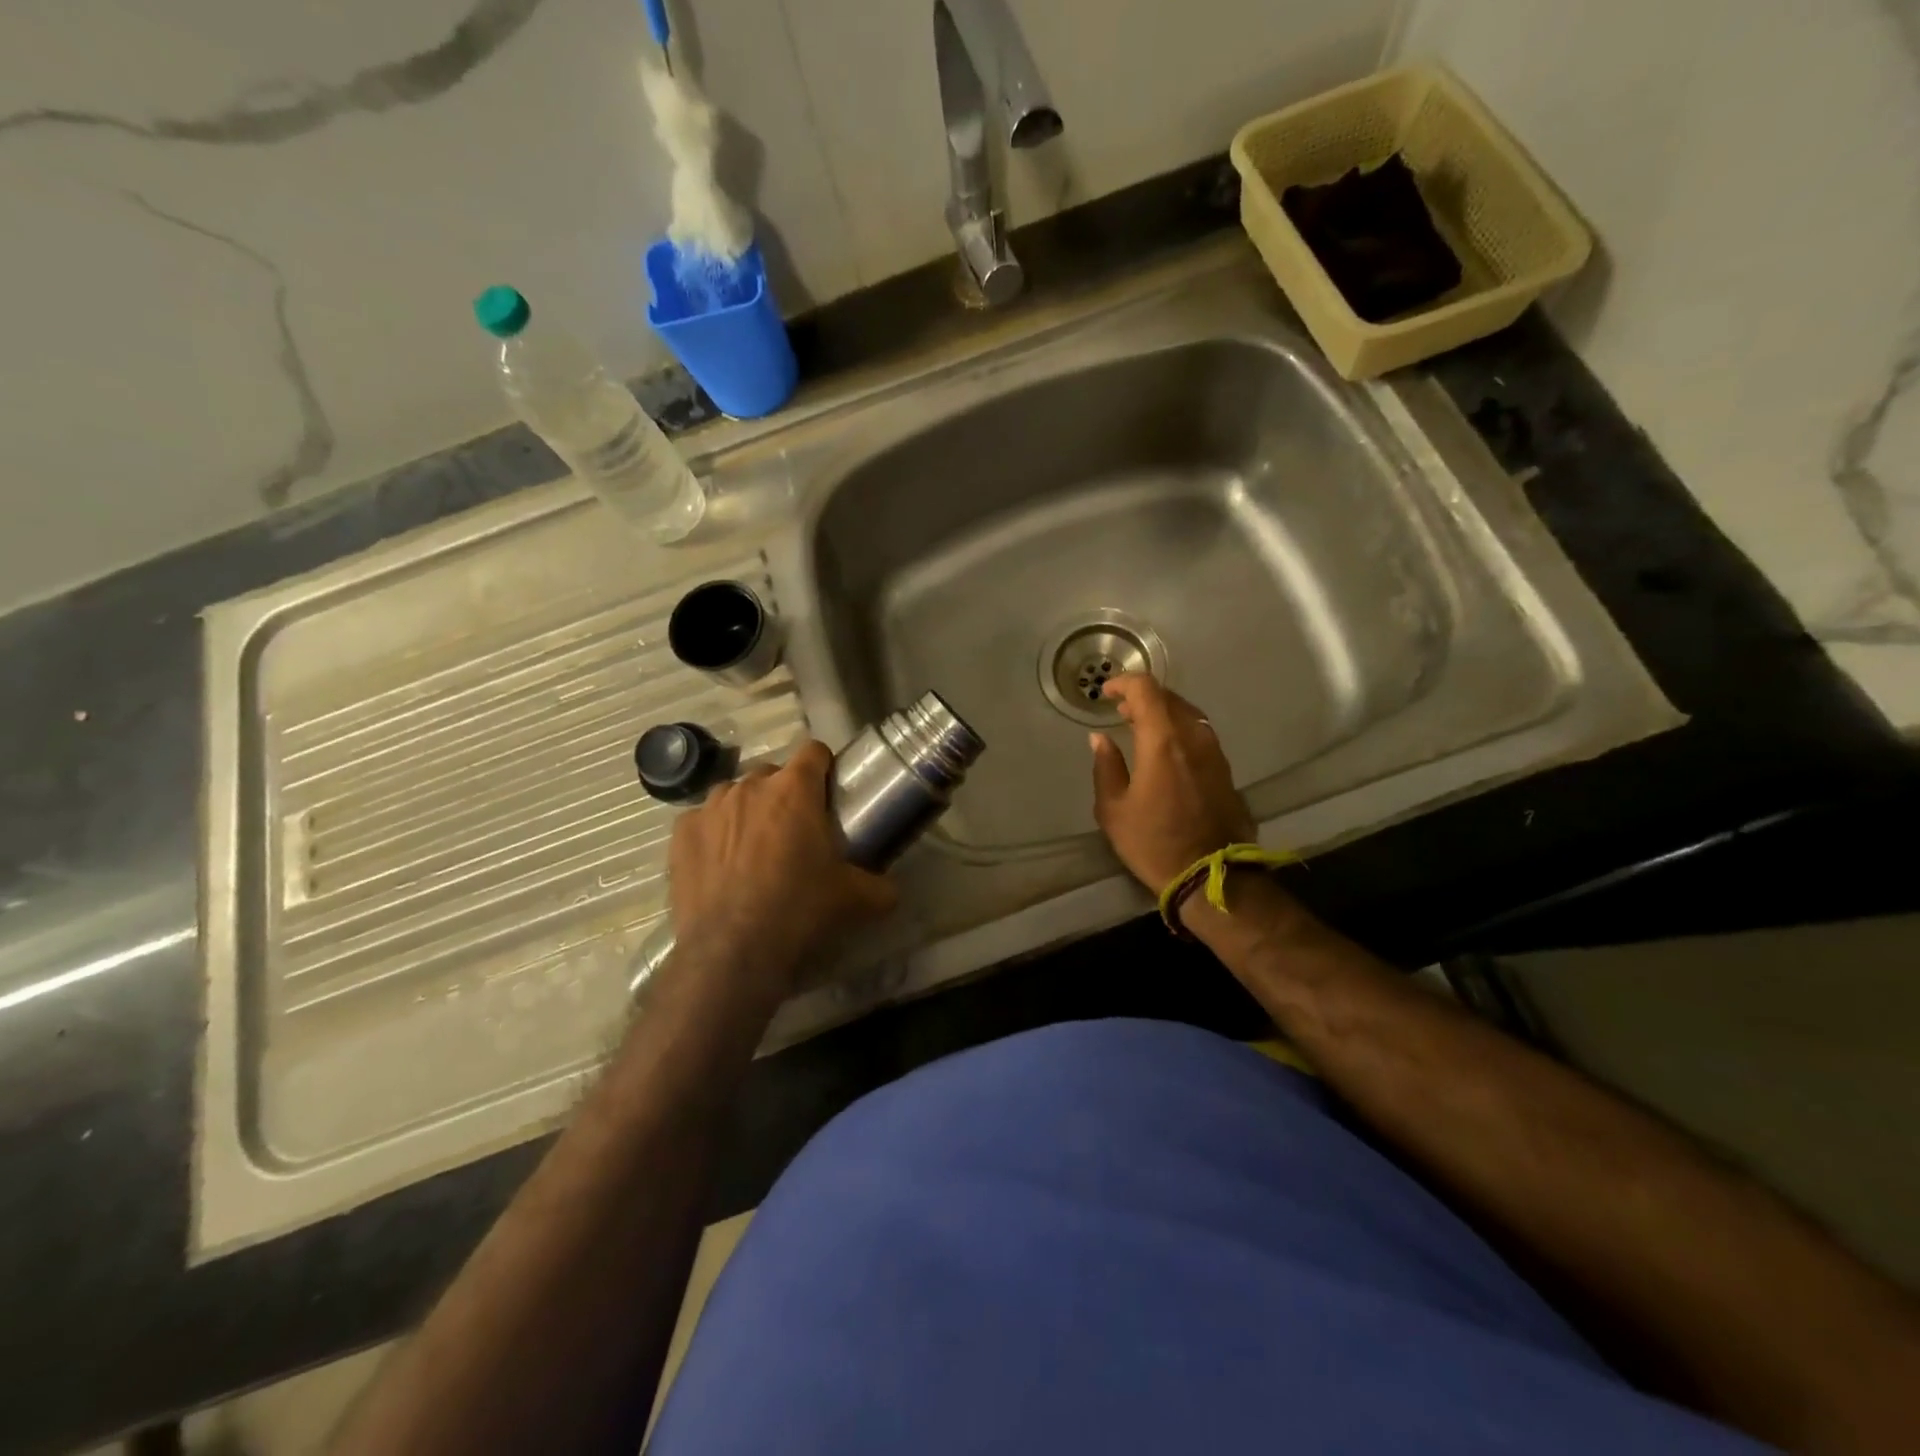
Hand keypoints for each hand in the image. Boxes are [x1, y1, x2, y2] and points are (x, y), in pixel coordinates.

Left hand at [667, 740, 896, 1004]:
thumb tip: (891, 890)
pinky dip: (714, 835)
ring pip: (734, 795)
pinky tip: (721, 867)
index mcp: (795, 790)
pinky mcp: (681, 834)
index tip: (828, 793)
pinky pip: (702, 821)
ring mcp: (710, 807)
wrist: (733, 952)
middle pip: (772, 774)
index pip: (814, 751)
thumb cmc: (800, 911)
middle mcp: (750, 786)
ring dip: (747, 811)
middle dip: (784, 794)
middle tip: (795, 831)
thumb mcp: (856, 900)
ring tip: (754, 850)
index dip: (824, 768)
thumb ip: (880, 886)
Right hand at [1090, 673, 1255, 894]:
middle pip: (1170, 698)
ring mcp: (1215, 753)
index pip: (1147, 690)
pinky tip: (1166, 751)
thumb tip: (1100, 739)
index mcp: (1163, 741)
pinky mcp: (1226, 770)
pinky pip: (1200, 735)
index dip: (1124, 683)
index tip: (1107, 694)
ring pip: (1188, 715)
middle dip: (1143, 698)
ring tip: (1141, 730)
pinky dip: (1179, 731)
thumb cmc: (1153, 843)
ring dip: (1164, 714)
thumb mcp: (1113, 809)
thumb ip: (1106, 766)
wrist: (1210, 877)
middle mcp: (1194, 738)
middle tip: (1121, 713)